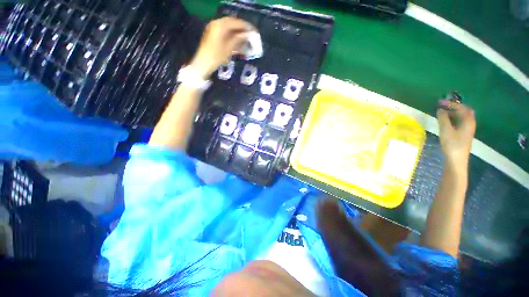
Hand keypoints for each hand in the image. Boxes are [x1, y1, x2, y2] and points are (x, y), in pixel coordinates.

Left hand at [189, 17, 254, 79]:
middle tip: (250, 36)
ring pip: (229, 30)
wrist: (203, 64)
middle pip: (232, 25)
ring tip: (246, 41)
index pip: (235, 22)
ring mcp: (214, 30)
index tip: (254, 31)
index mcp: (220, 25)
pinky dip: (232, 38)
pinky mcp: (213, 37)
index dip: (245, 27)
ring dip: (238, 35)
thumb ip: (238, 39)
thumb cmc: (216, 56)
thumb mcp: (228, 48)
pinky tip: (238, 44)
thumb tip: (248, 34)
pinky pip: (225, 34)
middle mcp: (216, 24)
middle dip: (242, 30)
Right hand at [437, 101, 475, 167]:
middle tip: (442, 106)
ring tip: (442, 112)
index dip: (451, 104)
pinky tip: (446, 121)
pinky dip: (453, 119)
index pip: (461, 107)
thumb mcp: (446, 130)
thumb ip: (443, 118)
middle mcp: (470, 123)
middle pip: (464, 111)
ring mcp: (467, 129)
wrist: (456, 160)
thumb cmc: (452, 144)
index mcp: (468, 121)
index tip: (440, 102)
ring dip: (453, 113)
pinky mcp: (463, 134)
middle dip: (454, 107)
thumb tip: (440, 109)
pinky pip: (460, 122)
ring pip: (462, 117)